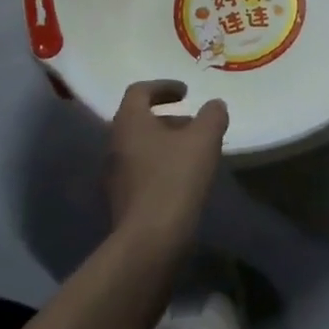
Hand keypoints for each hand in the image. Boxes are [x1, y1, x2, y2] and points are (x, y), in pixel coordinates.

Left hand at [105, 81, 228, 250]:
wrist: (150, 242)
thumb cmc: (175, 179)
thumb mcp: (204, 139)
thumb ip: (212, 115)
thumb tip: (214, 105)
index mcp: (129, 122)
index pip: (139, 91)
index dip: (163, 86)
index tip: (187, 92)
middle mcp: (115, 145)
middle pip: (139, 120)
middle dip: (168, 117)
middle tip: (194, 123)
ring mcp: (114, 176)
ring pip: (140, 147)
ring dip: (166, 143)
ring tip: (195, 153)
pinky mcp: (121, 202)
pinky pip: (141, 172)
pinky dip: (161, 166)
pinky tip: (184, 179)